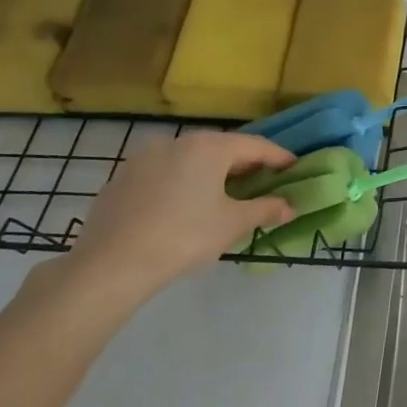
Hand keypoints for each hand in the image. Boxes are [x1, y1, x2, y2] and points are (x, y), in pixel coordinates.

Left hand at [58, 130, 295, 308]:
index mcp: (208, 147)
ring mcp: (144, 157)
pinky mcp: (122, 178)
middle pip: (221, 148)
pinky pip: (164, 174)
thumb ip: (265, 210)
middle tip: (263, 182)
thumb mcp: (233, 224)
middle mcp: (176, 142)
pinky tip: (184, 207)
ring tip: (224, 195)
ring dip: (211, 172)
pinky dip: (182, 183)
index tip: (295, 167)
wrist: (111, 264)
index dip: (279, 157)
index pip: (255, 146)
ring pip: (189, 159)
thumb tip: (290, 207)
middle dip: (244, 164)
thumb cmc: (184, 236)